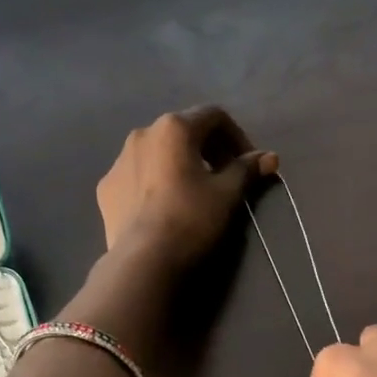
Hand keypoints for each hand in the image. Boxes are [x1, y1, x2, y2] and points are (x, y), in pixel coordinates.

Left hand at [96, 106, 276, 272]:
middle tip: (225, 177)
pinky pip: (137, 175)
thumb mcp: (227, 193)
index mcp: (174, 128)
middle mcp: (142, 134)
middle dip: (208, 150)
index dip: (237, 137)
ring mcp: (119, 160)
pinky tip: (164, 208)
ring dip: (179, 164)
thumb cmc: (191, 219)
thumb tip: (270, 157)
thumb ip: (247, 169)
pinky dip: (155, 182)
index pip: (214, 116)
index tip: (248, 164)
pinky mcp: (106, 187)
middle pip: (184, 132)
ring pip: (157, 153)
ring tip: (193, 193)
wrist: (144, 260)